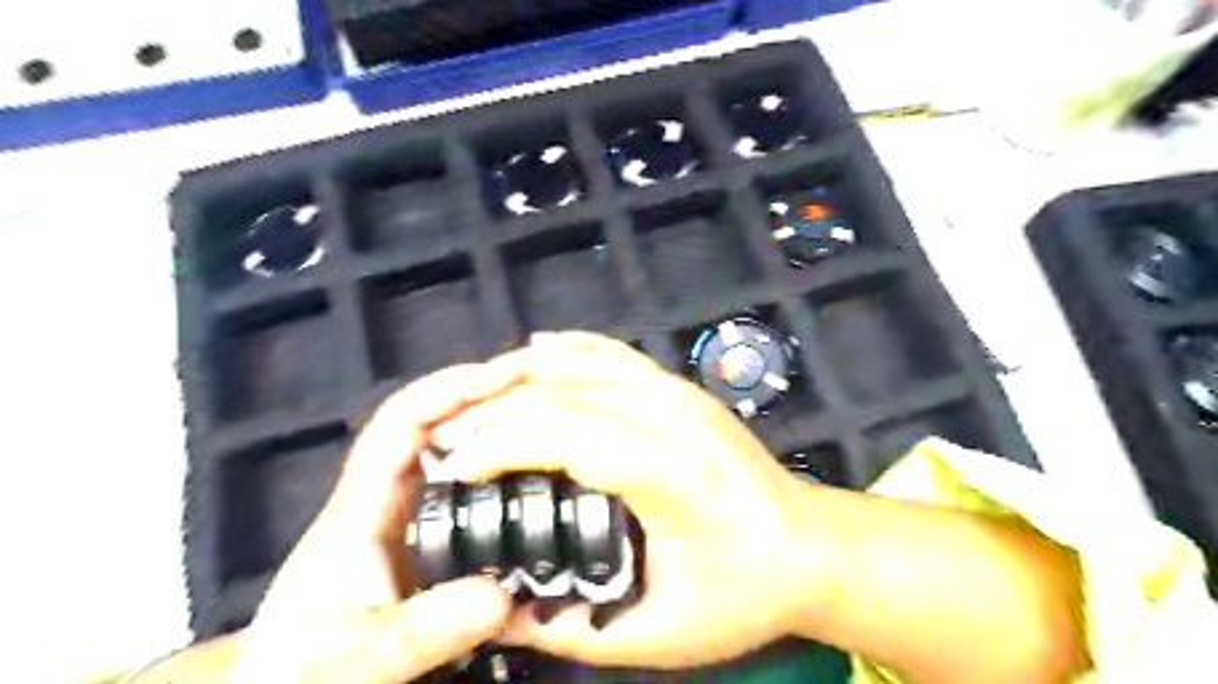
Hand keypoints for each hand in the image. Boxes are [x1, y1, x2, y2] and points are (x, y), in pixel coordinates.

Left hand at [229, 364, 526, 677]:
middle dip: (486, 394)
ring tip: (547, 416)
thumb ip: (423, 630)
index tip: (506, 377)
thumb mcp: (360, 657)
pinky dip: (498, 457)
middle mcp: (388, 491)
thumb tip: (502, 595)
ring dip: (495, 420)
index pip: (404, 420)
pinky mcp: (424, 528)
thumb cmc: (305, 664)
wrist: (287, 682)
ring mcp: (407, 508)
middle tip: (545, 390)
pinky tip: (531, 467)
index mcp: (364, 503)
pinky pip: (467, 477)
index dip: (452, 389)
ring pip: (453, 445)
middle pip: (435, 419)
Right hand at [432, 333, 844, 669]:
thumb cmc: (745, 594)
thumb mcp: (658, 637)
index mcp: (674, 475)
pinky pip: (614, 353)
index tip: (456, 469)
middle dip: (496, 410)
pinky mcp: (681, 387)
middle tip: (450, 439)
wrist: (813, 546)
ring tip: (474, 401)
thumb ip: (571, 627)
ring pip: (585, 363)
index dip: (501, 444)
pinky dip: (568, 349)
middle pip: (566, 391)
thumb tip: (496, 610)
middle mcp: (676, 417)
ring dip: (521, 376)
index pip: (569, 435)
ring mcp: (680, 393)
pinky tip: (532, 355)